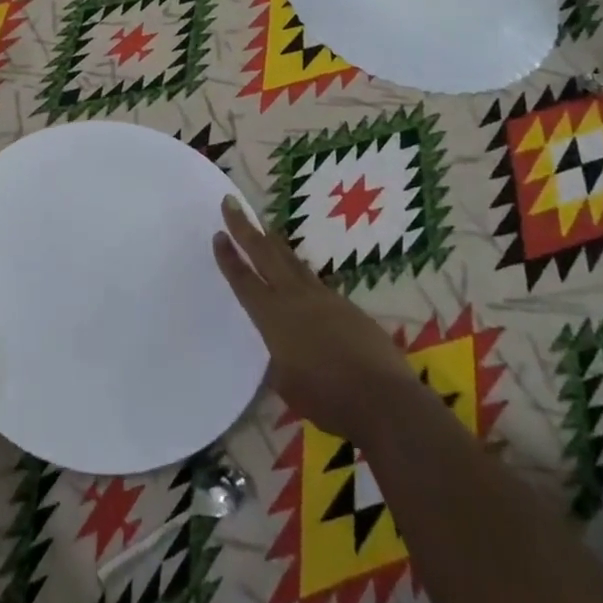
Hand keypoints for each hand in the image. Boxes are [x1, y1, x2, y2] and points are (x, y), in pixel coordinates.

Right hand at [212, 195, 408, 439]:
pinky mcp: (348, 307)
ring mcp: (324, 298)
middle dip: (245, 227)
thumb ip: (278, 358)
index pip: (243, 280)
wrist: (384, 400)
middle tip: (231, 203)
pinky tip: (301, 281)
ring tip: (265, 230)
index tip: (218, 233)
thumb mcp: (286, 383)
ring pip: (293, 262)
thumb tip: (281, 350)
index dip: (228, 257)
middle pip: (265, 253)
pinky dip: (300, 273)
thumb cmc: (327, 399)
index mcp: (273, 316)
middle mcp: (295, 298)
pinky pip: (315, 283)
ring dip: (274, 244)